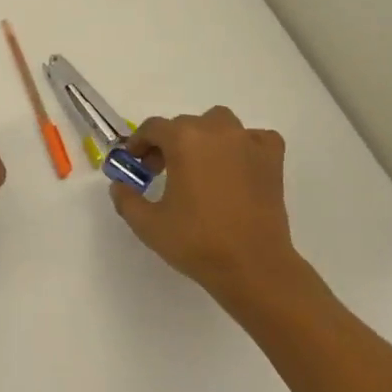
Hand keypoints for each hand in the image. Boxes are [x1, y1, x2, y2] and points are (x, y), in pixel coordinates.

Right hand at [110, 107, 308, 300]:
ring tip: (200, 164)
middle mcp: (215, 131)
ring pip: (219, 123)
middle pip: (184, 125)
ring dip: (205, 137)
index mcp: (183, 140)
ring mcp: (248, 143)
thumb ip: (125, 198)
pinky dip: (245, 145)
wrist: (254, 269)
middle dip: (168, 144)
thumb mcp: (147, 224)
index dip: (139, 143)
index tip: (134, 163)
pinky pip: (255, 138)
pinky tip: (238, 165)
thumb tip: (119, 185)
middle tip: (161, 172)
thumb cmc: (197, 242)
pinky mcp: (272, 160)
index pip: (153, 128)